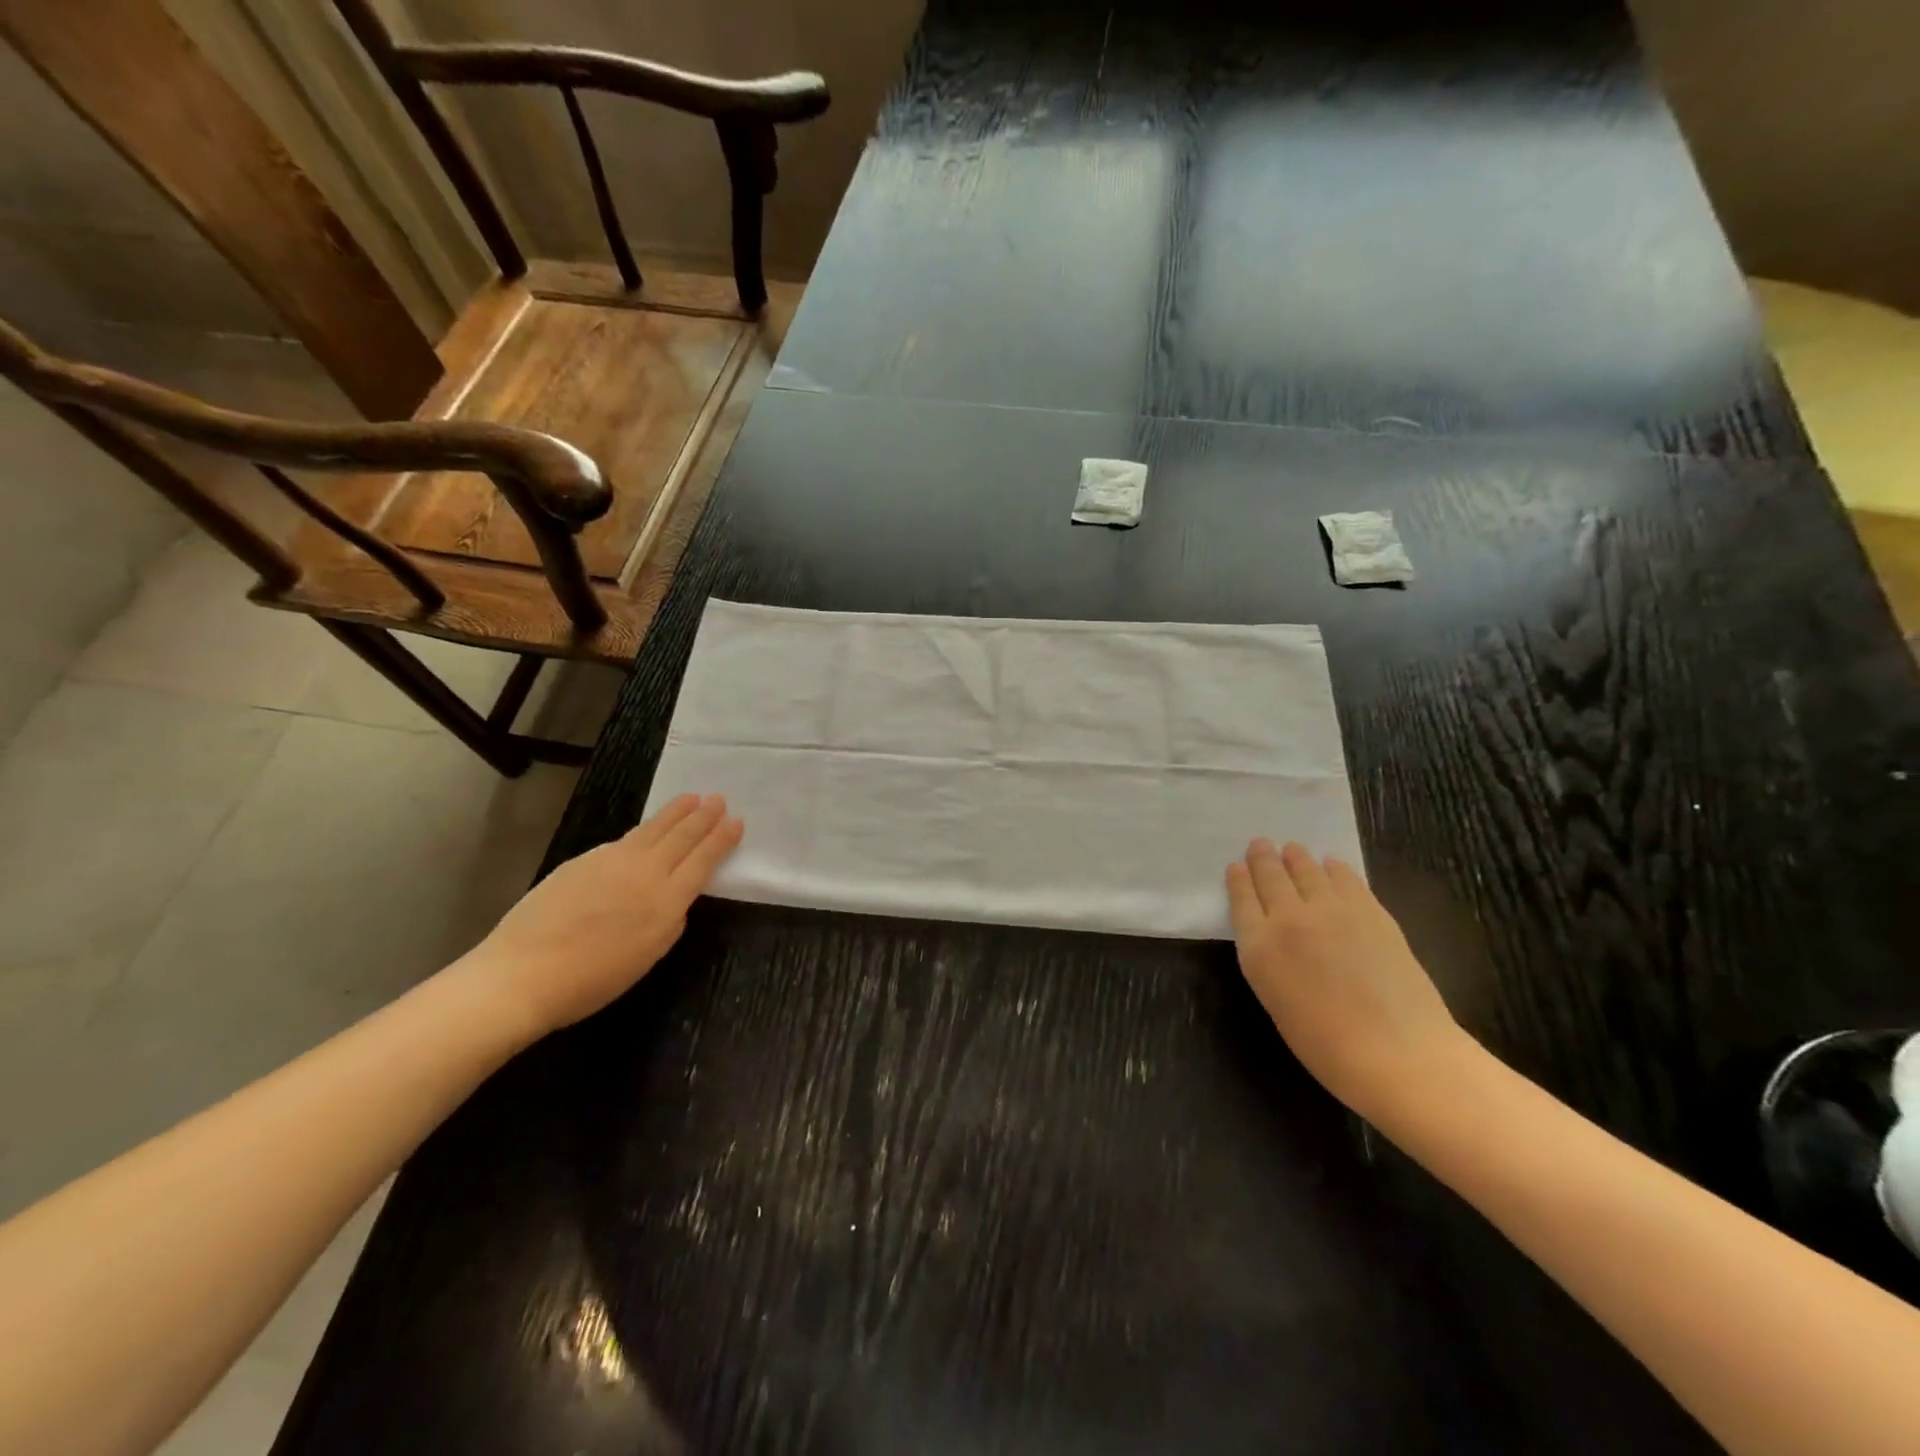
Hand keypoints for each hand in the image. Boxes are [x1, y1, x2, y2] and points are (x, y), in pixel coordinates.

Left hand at [457, 794, 742, 1038]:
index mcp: (667, 900)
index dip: (722, 839)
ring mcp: (612, 861)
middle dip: (703, 817)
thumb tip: (675, 896)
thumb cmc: (592, 980)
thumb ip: (669, 919)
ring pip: (653, 829)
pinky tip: (646, 831)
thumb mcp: (648, 954)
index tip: (736, 821)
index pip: (704, 859)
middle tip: (718, 798)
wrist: (523, 973)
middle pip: (682, 836)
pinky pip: (624, 839)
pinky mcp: (583, 860)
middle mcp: (645, 872)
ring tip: (690, 798)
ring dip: (676, 813)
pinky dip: (644, 830)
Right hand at [1226, 839, 1463, 1114]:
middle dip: (1263, 858)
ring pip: (1306, 870)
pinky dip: (1333, 868)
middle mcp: (1289, 918)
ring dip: (1296, 857)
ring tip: (1292, 849)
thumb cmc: (1326, 1045)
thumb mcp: (1276, 1000)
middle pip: (1271, 876)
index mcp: (1259, 947)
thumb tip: (1275, 937)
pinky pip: (1345, 878)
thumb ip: (1270, 959)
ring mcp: (1331, 909)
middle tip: (1261, 845)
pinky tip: (1331, 865)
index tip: (1236, 866)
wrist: (1397, 1052)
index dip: (1238, 880)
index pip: (1242, 899)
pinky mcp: (1369, 910)